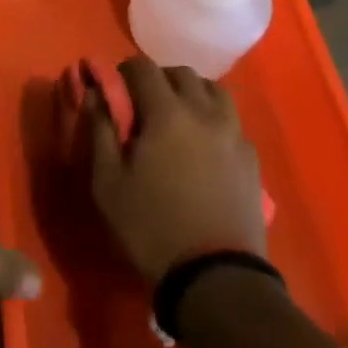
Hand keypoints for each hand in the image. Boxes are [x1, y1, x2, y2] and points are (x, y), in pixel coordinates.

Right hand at [89, 56, 266, 286]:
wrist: (217, 280)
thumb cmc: (154, 230)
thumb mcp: (109, 185)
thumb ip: (100, 131)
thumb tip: (96, 94)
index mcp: (167, 111)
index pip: (143, 67)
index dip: (125, 72)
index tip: (117, 91)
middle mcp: (203, 110)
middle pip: (180, 73)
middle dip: (159, 80)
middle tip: (146, 107)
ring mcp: (233, 132)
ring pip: (212, 90)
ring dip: (192, 94)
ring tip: (179, 120)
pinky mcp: (251, 158)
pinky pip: (231, 121)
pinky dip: (215, 120)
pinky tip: (206, 147)